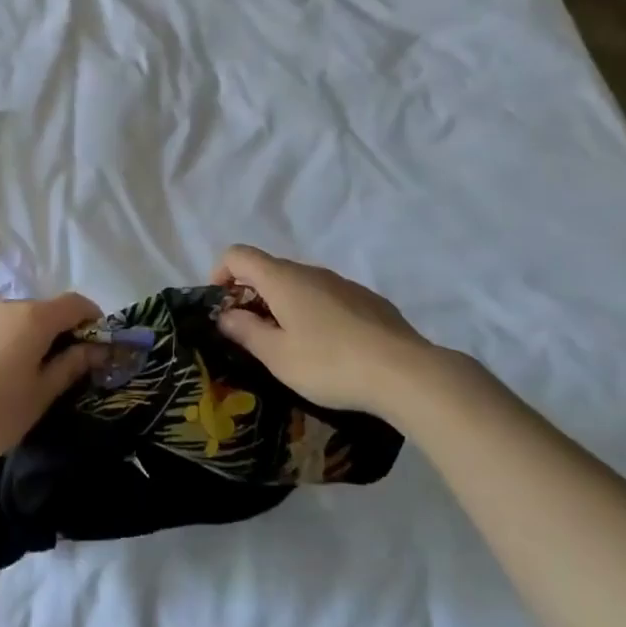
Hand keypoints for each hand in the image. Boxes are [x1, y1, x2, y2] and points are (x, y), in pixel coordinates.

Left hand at [0, 294, 103, 473]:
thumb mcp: (39, 397)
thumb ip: (70, 366)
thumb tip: (96, 349)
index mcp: (32, 319)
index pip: (75, 303)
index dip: (91, 319)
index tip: (95, 344)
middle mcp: (2, 306)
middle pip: (39, 311)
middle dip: (53, 332)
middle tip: (54, 368)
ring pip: (5, 320)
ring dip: (17, 338)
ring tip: (10, 376)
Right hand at [210, 245, 436, 416]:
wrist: (404, 372)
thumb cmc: (329, 363)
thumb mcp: (278, 356)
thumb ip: (246, 332)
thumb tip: (227, 315)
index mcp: (283, 279)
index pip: (239, 254)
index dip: (221, 272)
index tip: (222, 306)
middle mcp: (311, 271)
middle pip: (270, 270)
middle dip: (252, 295)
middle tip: (252, 334)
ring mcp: (342, 283)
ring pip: (301, 284)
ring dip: (284, 305)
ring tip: (291, 345)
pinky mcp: (367, 300)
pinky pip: (328, 297)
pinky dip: (314, 312)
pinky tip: (329, 348)